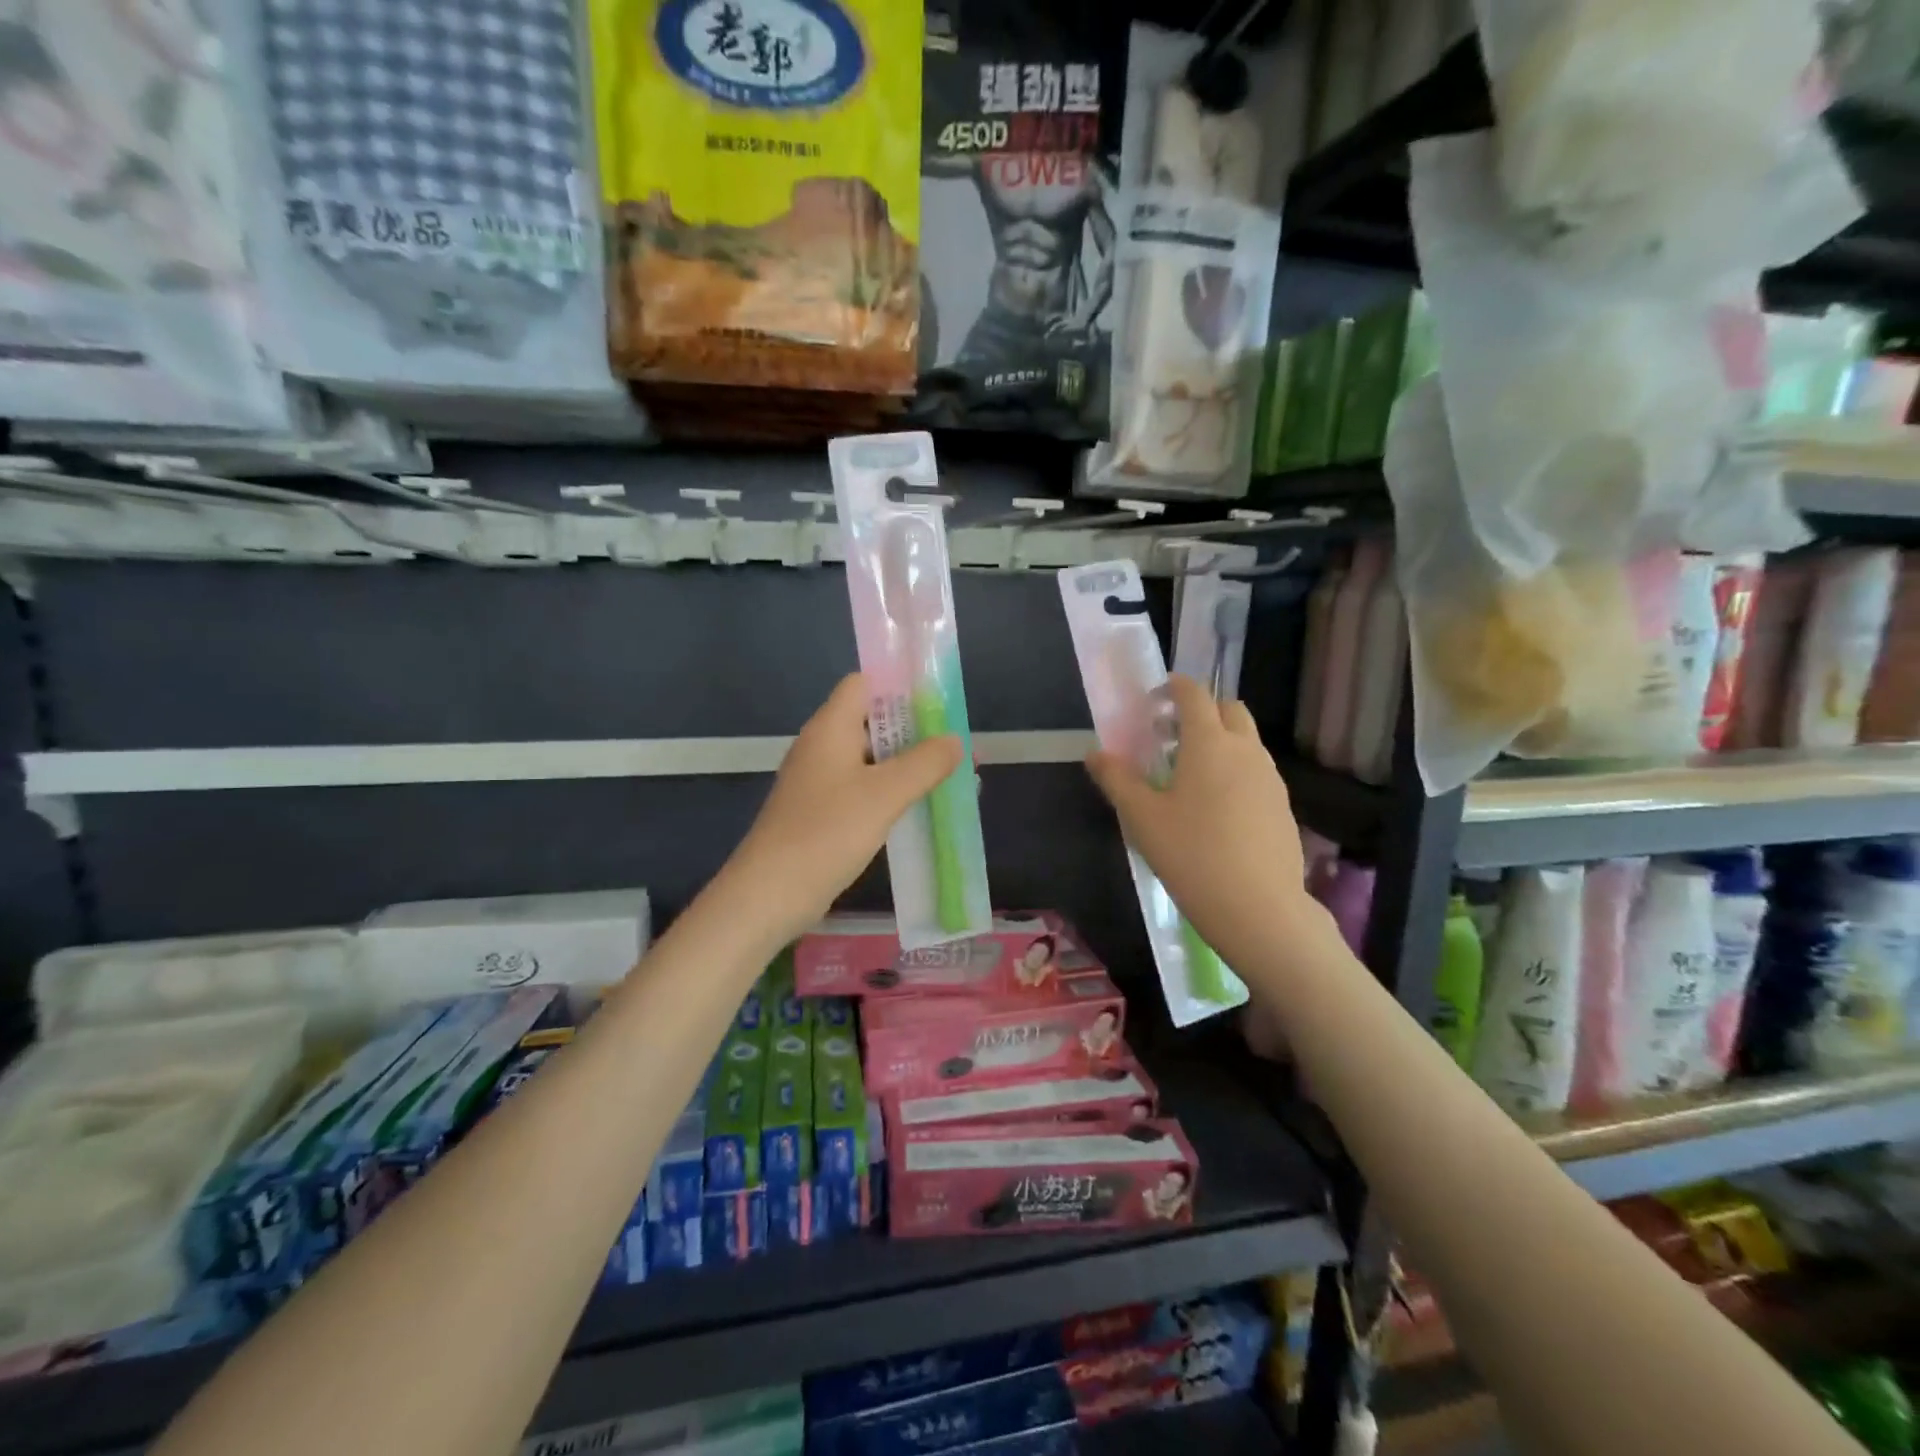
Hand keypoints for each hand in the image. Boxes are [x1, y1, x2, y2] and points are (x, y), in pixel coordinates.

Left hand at [726, 674, 963, 939]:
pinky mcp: (822, 812)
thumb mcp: (885, 794)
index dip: (899, 685)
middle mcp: (822, 747)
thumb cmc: (827, 832)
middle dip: (915, 729)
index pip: (863, 683)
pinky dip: (892, 791)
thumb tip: (955, 739)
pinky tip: (921, 806)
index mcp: (830, 728)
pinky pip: (864, 789)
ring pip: (871, 759)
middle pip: (871, 721)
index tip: (939, 700)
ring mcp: (820, 781)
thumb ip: (925, 763)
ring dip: (908, 764)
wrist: (771, 893)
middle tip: (957, 741)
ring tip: (951, 774)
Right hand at [1085, 676, 1316, 969]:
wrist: (1259, 909)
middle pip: (1229, 709)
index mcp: (1209, 743)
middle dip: (1201, 711)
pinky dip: (1236, 771)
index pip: (1194, 694)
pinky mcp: (1283, 807)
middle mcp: (1246, 750)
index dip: (1174, 687)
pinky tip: (1217, 810)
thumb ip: (1116, 780)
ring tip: (1190, 776)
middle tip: (1171, 737)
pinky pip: (1257, 772)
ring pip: (1246, 741)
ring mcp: (1270, 778)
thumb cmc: (1191, 855)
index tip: (1154, 698)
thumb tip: (1095, 754)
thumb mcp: (1141, 818)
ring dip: (1220, 741)